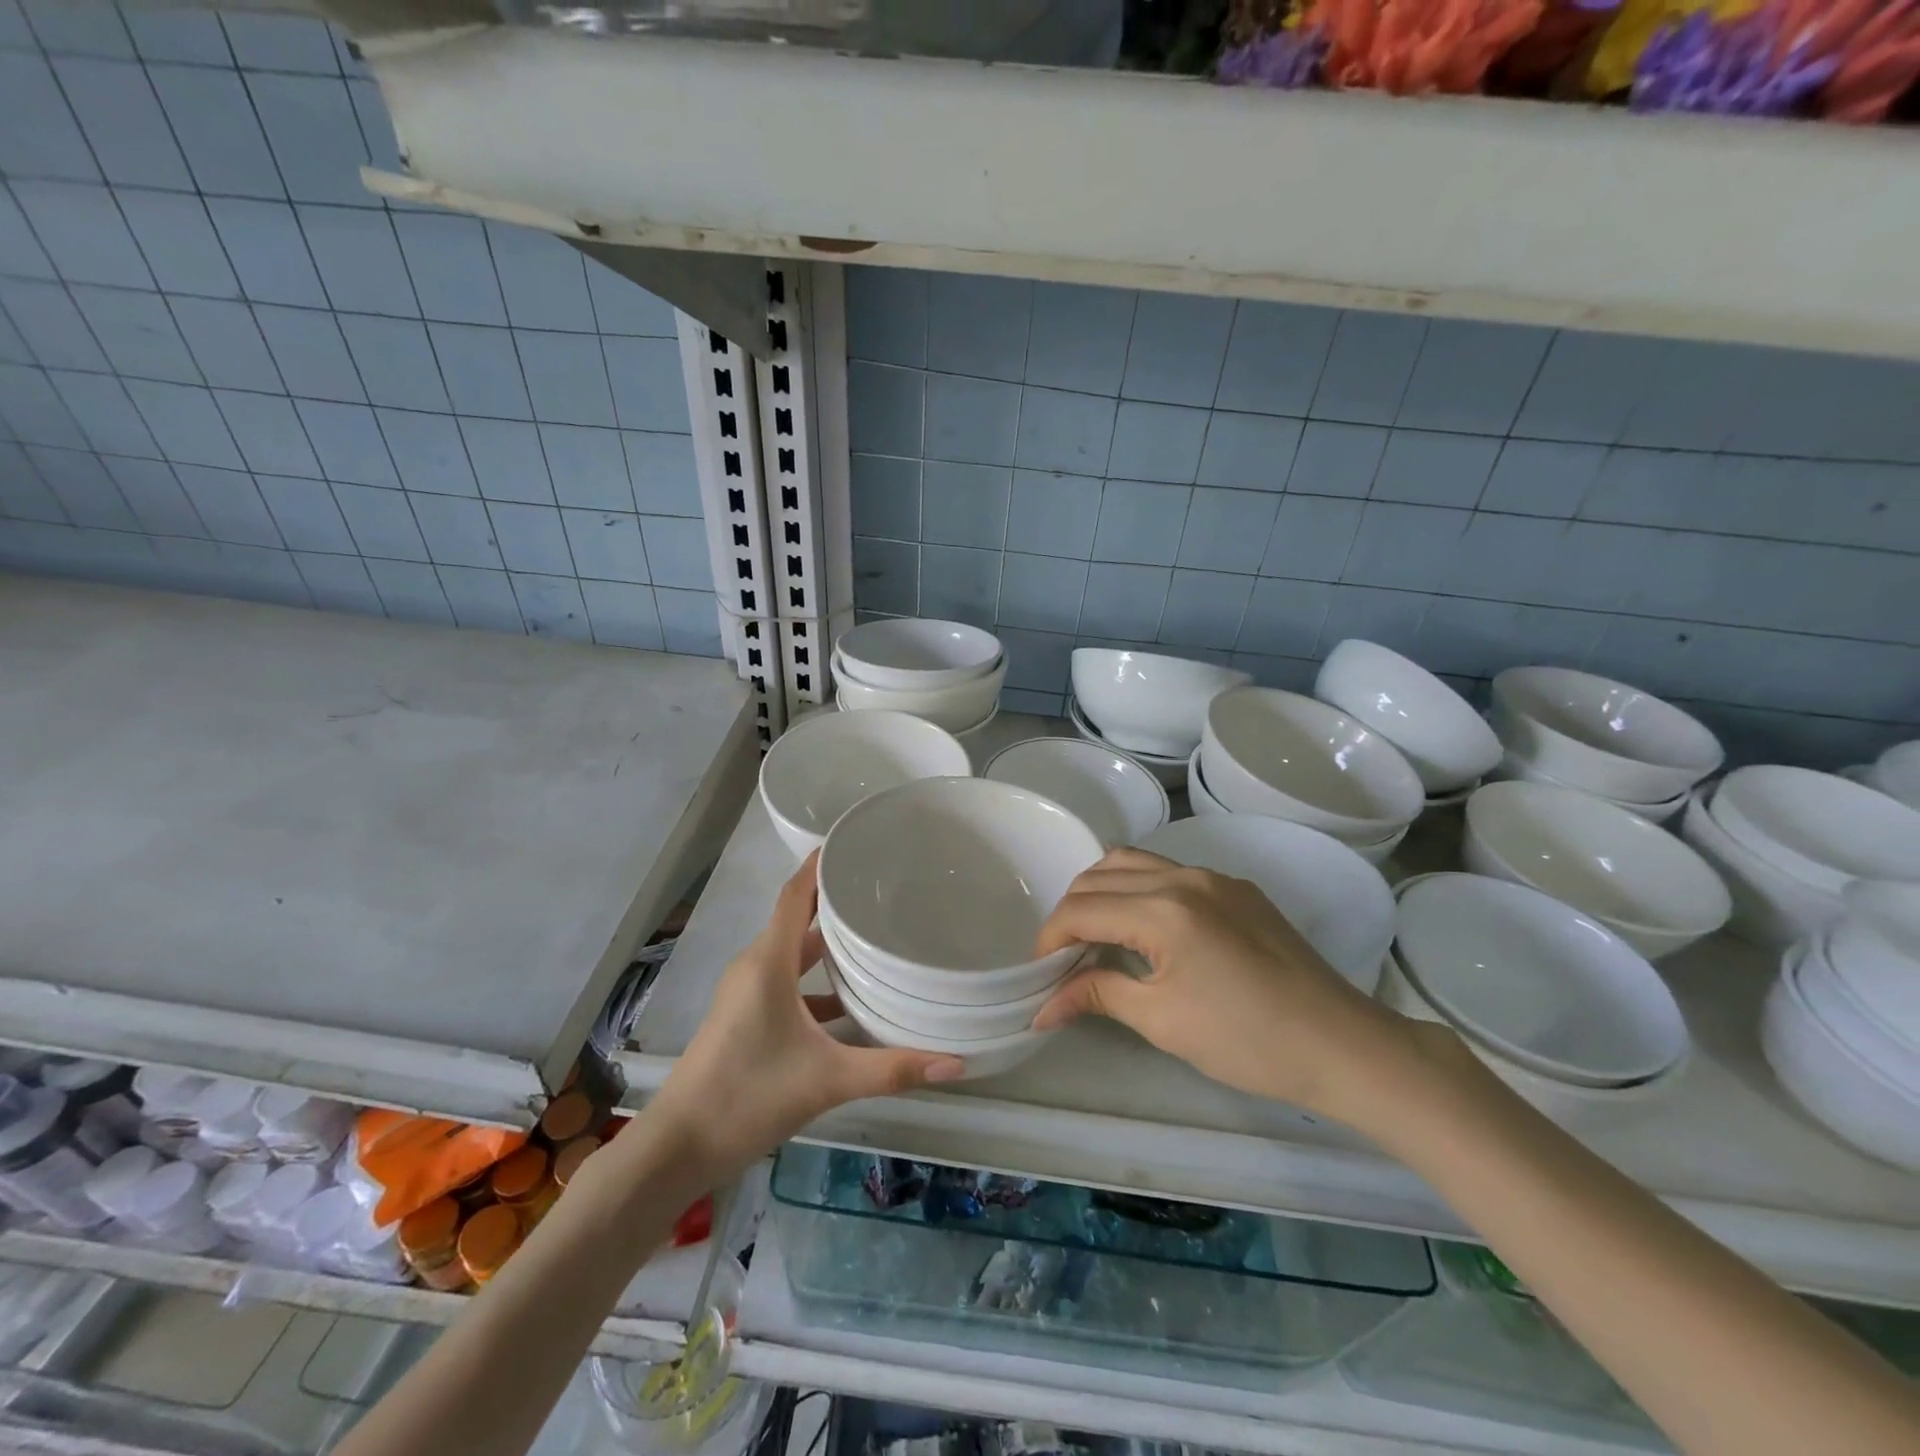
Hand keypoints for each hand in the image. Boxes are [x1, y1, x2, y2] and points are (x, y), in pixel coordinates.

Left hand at [651, 853, 964, 1180]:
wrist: (677, 1148)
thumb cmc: (748, 1097)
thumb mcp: (827, 1081)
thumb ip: (892, 1069)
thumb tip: (957, 1063)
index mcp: (768, 963)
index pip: (795, 895)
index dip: (819, 865)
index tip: (853, 841)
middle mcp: (755, 968)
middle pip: (797, 919)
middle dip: (835, 900)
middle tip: (883, 887)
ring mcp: (747, 994)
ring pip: (793, 954)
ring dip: (828, 943)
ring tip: (876, 934)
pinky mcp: (746, 1018)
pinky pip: (787, 983)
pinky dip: (817, 982)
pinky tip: (852, 1001)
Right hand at [1031, 848, 1422, 1120]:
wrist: (1344, 1046)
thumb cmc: (1248, 1040)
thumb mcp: (1163, 1021)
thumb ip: (1098, 995)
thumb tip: (1043, 1008)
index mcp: (1163, 908)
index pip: (1082, 909)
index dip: (1050, 939)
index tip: (1039, 971)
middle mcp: (1184, 876)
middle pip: (1101, 876)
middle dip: (1071, 911)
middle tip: (1064, 956)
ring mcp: (1215, 877)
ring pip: (1134, 863)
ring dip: (1103, 891)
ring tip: (1095, 934)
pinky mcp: (1237, 888)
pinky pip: (1169, 871)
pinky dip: (1138, 889)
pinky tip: (1143, 927)